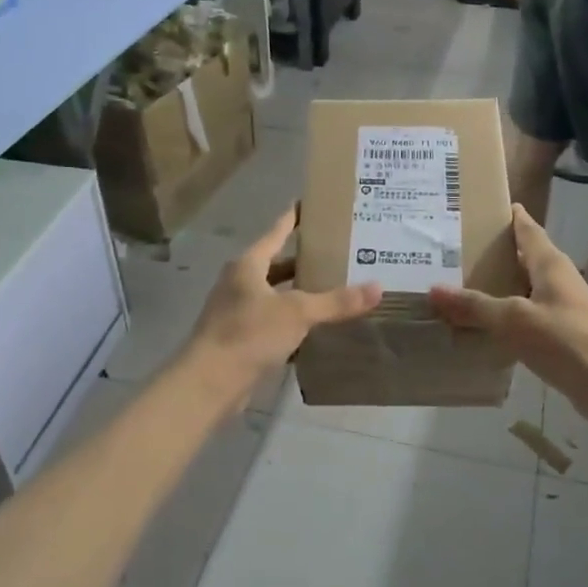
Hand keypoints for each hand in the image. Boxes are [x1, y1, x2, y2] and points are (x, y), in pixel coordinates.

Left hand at [187, 207, 380, 399]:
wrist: (209, 383)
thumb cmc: (249, 334)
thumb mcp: (298, 313)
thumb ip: (337, 301)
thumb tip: (378, 287)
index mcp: (248, 265)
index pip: (276, 232)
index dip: (294, 218)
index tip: (310, 204)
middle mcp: (239, 283)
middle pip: (276, 264)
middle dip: (303, 260)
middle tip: (336, 253)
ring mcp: (237, 312)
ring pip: (275, 295)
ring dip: (298, 293)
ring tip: (332, 289)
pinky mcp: (240, 339)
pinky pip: (272, 322)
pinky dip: (292, 322)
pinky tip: (315, 328)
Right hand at [429, 205, 587, 430]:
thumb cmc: (567, 341)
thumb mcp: (514, 320)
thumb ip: (475, 305)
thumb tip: (434, 289)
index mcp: (550, 264)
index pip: (527, 228)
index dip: (508, 215)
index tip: (479, 206)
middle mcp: (557, 280)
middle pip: (522, 258)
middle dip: (492, 252)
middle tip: (452, 248)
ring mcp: (561, 308)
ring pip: (522, 288)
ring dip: (496, 286)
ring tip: (457, 284)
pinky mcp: (561, 334)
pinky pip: (525, 316)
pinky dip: (504, 315)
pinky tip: (481, 325)